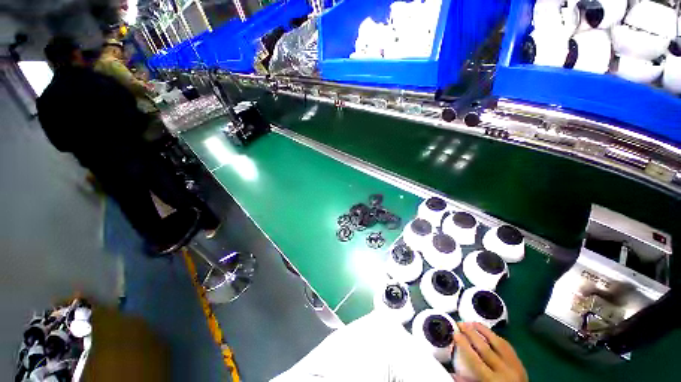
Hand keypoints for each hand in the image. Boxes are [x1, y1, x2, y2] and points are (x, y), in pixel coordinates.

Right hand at [453, 322, 527, 381]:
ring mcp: (515, 366)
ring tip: (472, 322)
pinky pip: (507, 346)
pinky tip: (488, 331)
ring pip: (498, 343)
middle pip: (485, 348)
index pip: (475, 359)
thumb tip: (452, 371)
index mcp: (492, 380)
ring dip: (483, 330)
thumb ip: (468, 381)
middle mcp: (504, 371)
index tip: (455, 333)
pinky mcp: (520, 363)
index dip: (464, 345)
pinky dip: (496, 336)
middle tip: (460, 323)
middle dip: (471, 334)